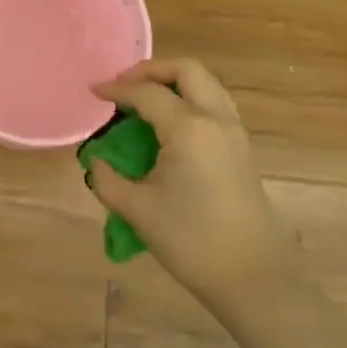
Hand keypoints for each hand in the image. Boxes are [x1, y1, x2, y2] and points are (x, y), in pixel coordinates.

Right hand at [89, 59, 295, 301]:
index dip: (117, 89)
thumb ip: (107, 179)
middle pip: (187, 70)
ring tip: (146, 99)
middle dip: (152, 69)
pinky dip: (190, 99)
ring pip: (206, 84)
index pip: (147, 93)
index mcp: (188, 128)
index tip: (93, 91)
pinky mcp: (242, 149)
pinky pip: (215, 104)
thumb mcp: (137, 209)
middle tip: (125, 84)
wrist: (252, 277)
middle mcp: (215, 119)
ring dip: (175, 82)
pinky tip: (169, 124)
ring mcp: (234, 132)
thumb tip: (95, 161)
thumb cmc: (191, 240)